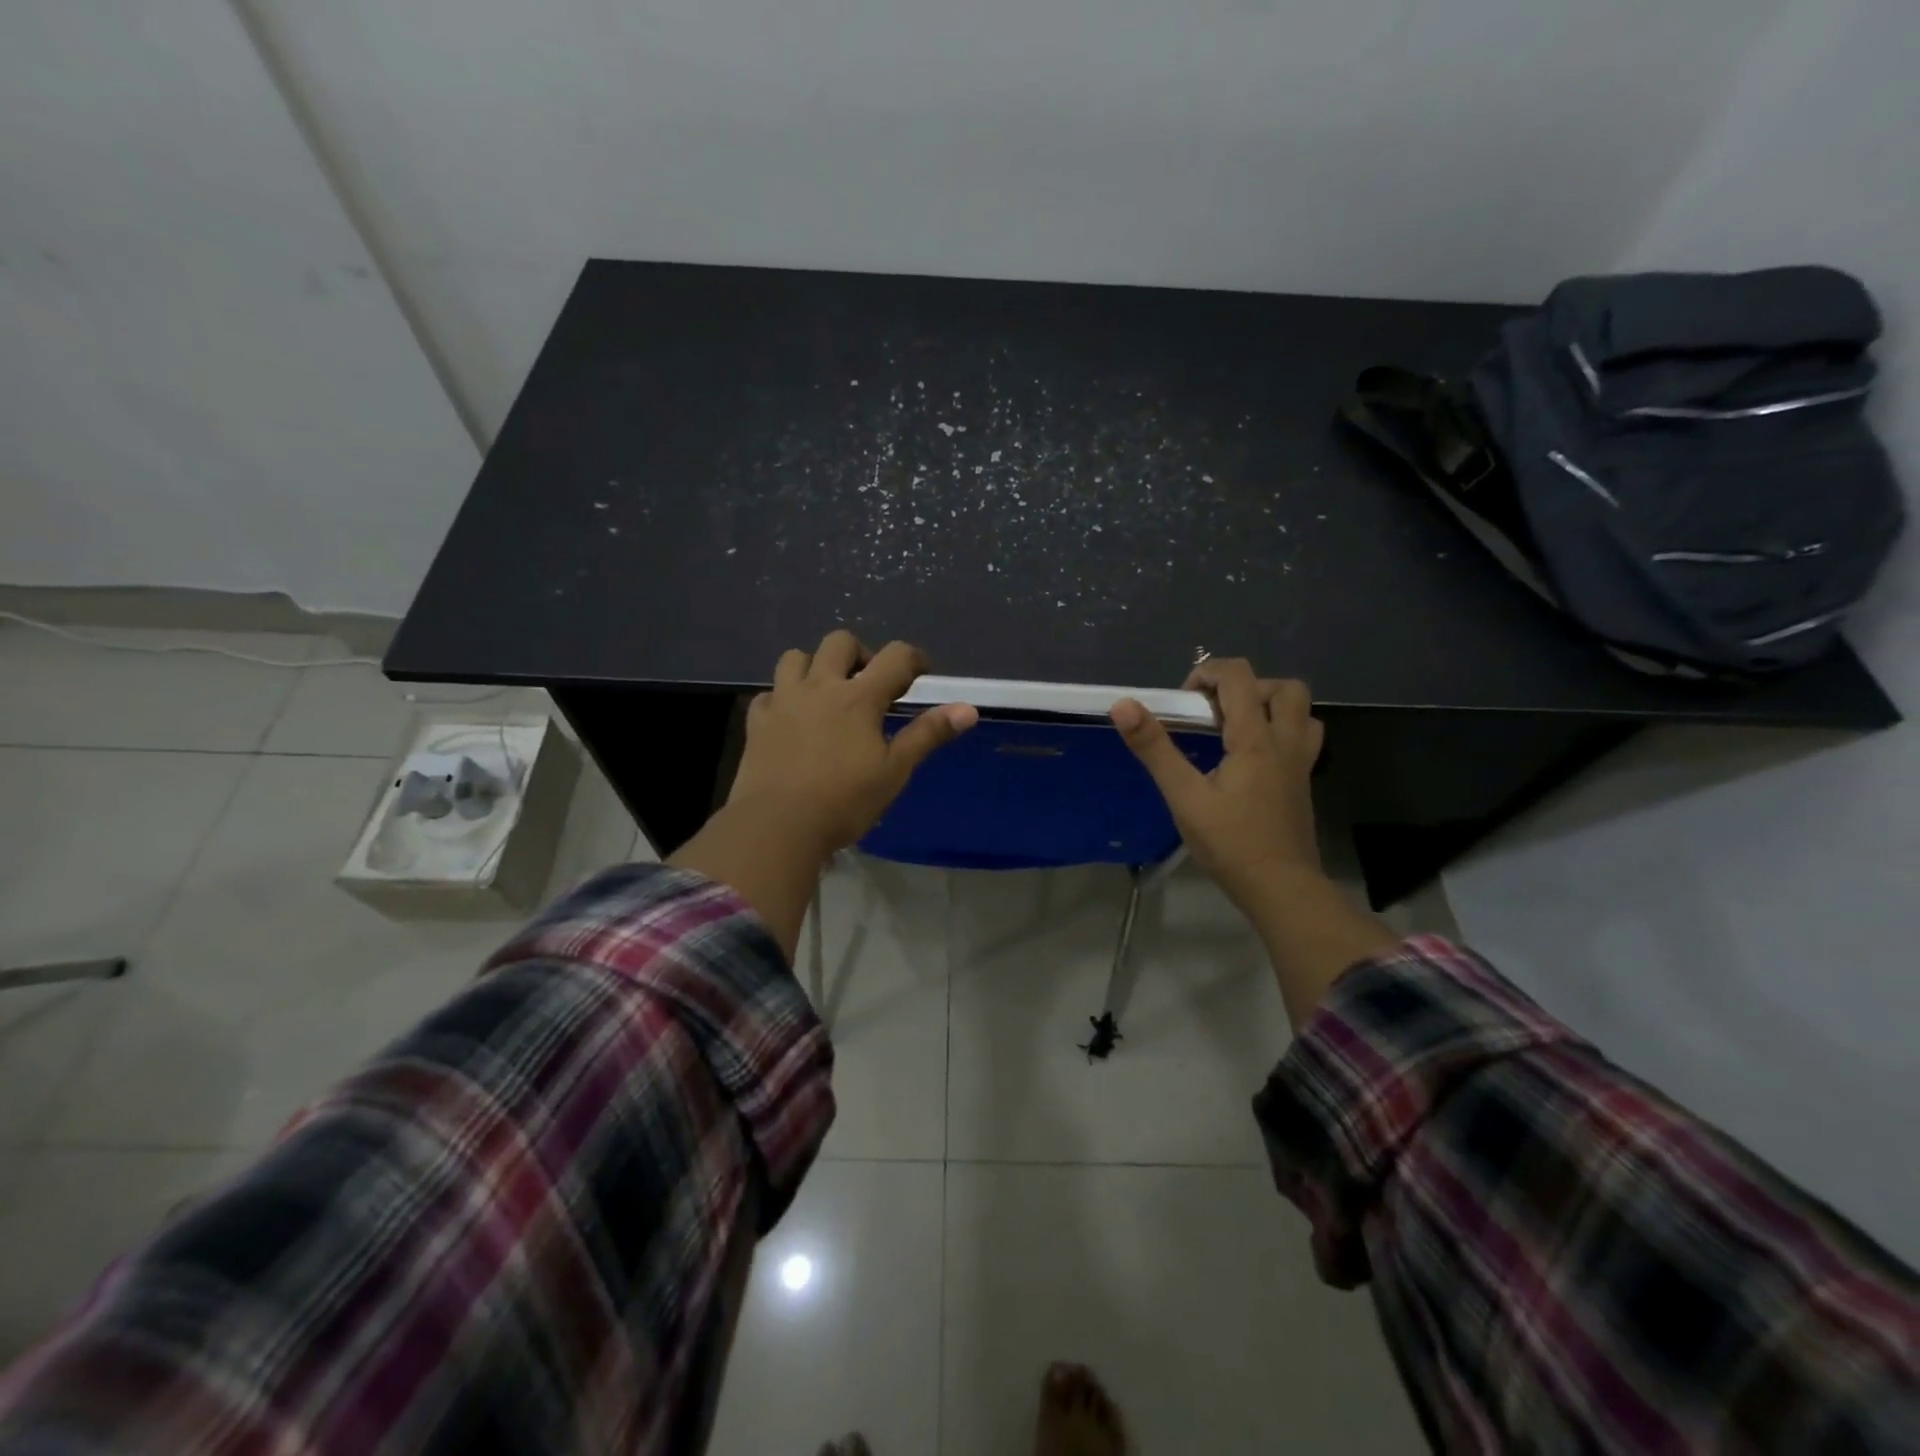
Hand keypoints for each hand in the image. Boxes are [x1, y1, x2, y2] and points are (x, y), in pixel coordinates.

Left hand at [727, 629, 979, 855]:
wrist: (777, 826)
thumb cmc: (844, 801)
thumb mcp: (895, 771)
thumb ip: (928, 734)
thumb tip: (969, 709)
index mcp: (859, 697)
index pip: (895, 657)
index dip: (914, 658)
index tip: (922, 672)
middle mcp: (820, 687)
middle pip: (839, 642)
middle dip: (861, 654)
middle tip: (870, 684)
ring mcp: (783, 700)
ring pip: (796, 657)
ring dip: (815, 665)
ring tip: (826, 693)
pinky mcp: (757, 721)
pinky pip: (769, 693)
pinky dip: (783, 697)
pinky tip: (792, 719)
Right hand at [1110, 659, 1324, 913]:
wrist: (1282, 889)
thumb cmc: (1230, 844)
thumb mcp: (1184, 797)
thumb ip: (1154, 749)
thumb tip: (1123, 705)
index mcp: (1255, 739)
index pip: (1238, 676)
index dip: (1207, 673)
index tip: (1182, 702)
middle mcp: (1286, 742)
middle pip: (1284, 688)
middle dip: (1246, 687)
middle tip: (1215, 712)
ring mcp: (1301, 763)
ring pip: (1301, 712)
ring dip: (1269, 706)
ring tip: (1235, 729)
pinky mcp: (1303, 783)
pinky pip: (1302, 738)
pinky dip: (1279, 731)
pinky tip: (1251, 758)